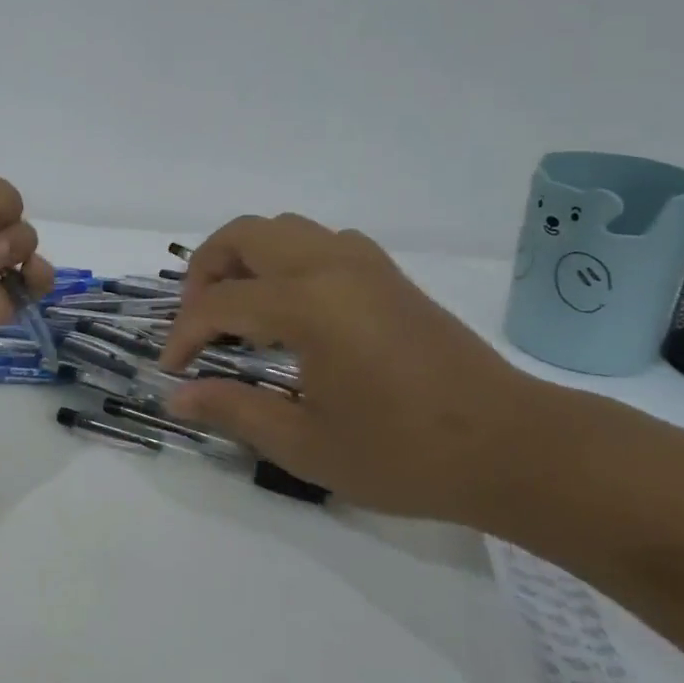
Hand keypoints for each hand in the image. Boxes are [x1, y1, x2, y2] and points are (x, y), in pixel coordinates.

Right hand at [159, 214, 549, 523]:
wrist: (511, 446)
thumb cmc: (404, 453)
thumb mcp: (306, 444)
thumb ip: (233, 410)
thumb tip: (175, 396)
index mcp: (307, 304)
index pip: (219, 304)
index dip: (185, 335)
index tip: (172, 371)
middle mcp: (330, 265)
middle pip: (244, 235)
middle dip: (206, 272)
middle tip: (199, 322)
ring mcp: (364, 263)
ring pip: (283, 229)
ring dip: (246, 258)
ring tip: (238, 311)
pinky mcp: (387, 273)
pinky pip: (319, 242)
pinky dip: (286, 259)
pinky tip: (293, 310)